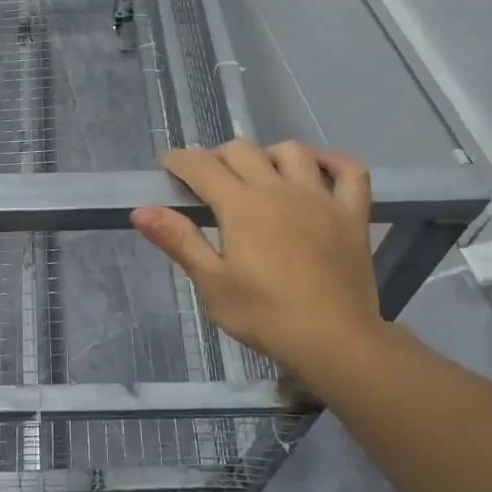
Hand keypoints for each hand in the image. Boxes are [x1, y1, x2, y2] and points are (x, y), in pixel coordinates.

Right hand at [131, 140, 389, 379]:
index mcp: (241, 205)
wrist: (336, 342)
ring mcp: (320, 197)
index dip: (179, 160)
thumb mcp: (212, 283)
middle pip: (242, 149)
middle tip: (207, 181)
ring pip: (291, 151)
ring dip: (267, 154)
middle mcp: (279, 188)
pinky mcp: (352, 214)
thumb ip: (178, 240)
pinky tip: (316, 168)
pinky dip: (332, 161)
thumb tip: (140, 210)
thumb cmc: (266, 315)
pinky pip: (350, 171)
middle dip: (217, 157)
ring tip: (258, 175)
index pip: (201, 165)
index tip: (167, 167)